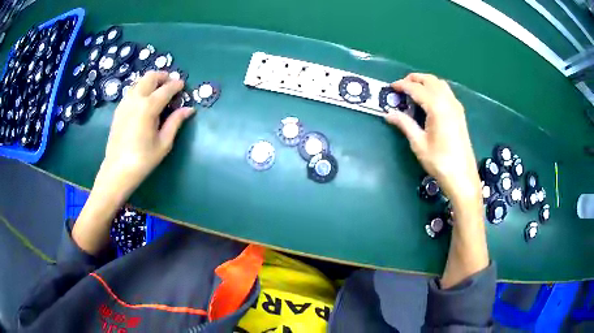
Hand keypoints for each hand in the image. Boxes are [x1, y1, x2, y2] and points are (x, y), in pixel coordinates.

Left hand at [97, 71, 194, 200]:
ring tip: (158, 91)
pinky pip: (131, 90)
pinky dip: (141, 89)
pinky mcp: (119, 109)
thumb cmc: (143, 159)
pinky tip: (145, 101)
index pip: (166, 88)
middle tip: (171, 85)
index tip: (183, 85)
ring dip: (151, 81)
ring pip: (139, 81)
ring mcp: (125, 102)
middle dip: (163, 77)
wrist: (117, 170)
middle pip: (150, 77)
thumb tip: (189, 109)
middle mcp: (135, 99)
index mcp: (148, 107)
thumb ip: (175, 122)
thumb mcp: (164, 143)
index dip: (177, 85)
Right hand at [385, 73, 480, 203]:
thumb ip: (405, 124)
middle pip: (431, 81)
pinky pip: (447, 92)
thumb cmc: (439, 162)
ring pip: (440, 84)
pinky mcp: (460, 113)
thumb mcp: (419, 144)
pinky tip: (430, 99)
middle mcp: (448, 102)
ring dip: (427, 82)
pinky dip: (436, 89)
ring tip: (415, 89)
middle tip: (402, 84)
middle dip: (415, 78)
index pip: (417, 89)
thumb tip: (388, 114)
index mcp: (437, 108)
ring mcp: (456, 107)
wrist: (462, 176)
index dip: (402, 85)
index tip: (391, 87)